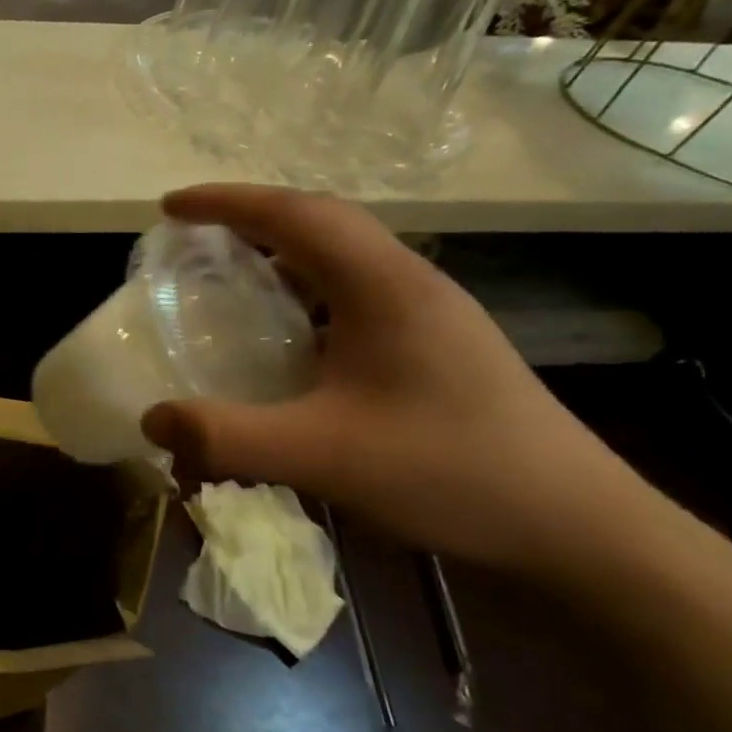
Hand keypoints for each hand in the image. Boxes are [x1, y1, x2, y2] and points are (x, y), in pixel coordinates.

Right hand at [140, 186, 627, 575]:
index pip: (295, 214)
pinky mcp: (435, 346)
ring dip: (280, 252)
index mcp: (384, 287)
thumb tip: (151, 418)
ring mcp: (429, 314)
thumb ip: (228, 437)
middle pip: (321, 221)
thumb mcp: (324, 456)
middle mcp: (409, 284)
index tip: (170, 208)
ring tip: (229, 274)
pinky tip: (286, 335)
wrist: (579, 529)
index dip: (227, 202)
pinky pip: (353, 294)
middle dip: (250, 216)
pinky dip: (304, 292)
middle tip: (193, 235)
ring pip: (341, 257)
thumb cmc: (453, 475)